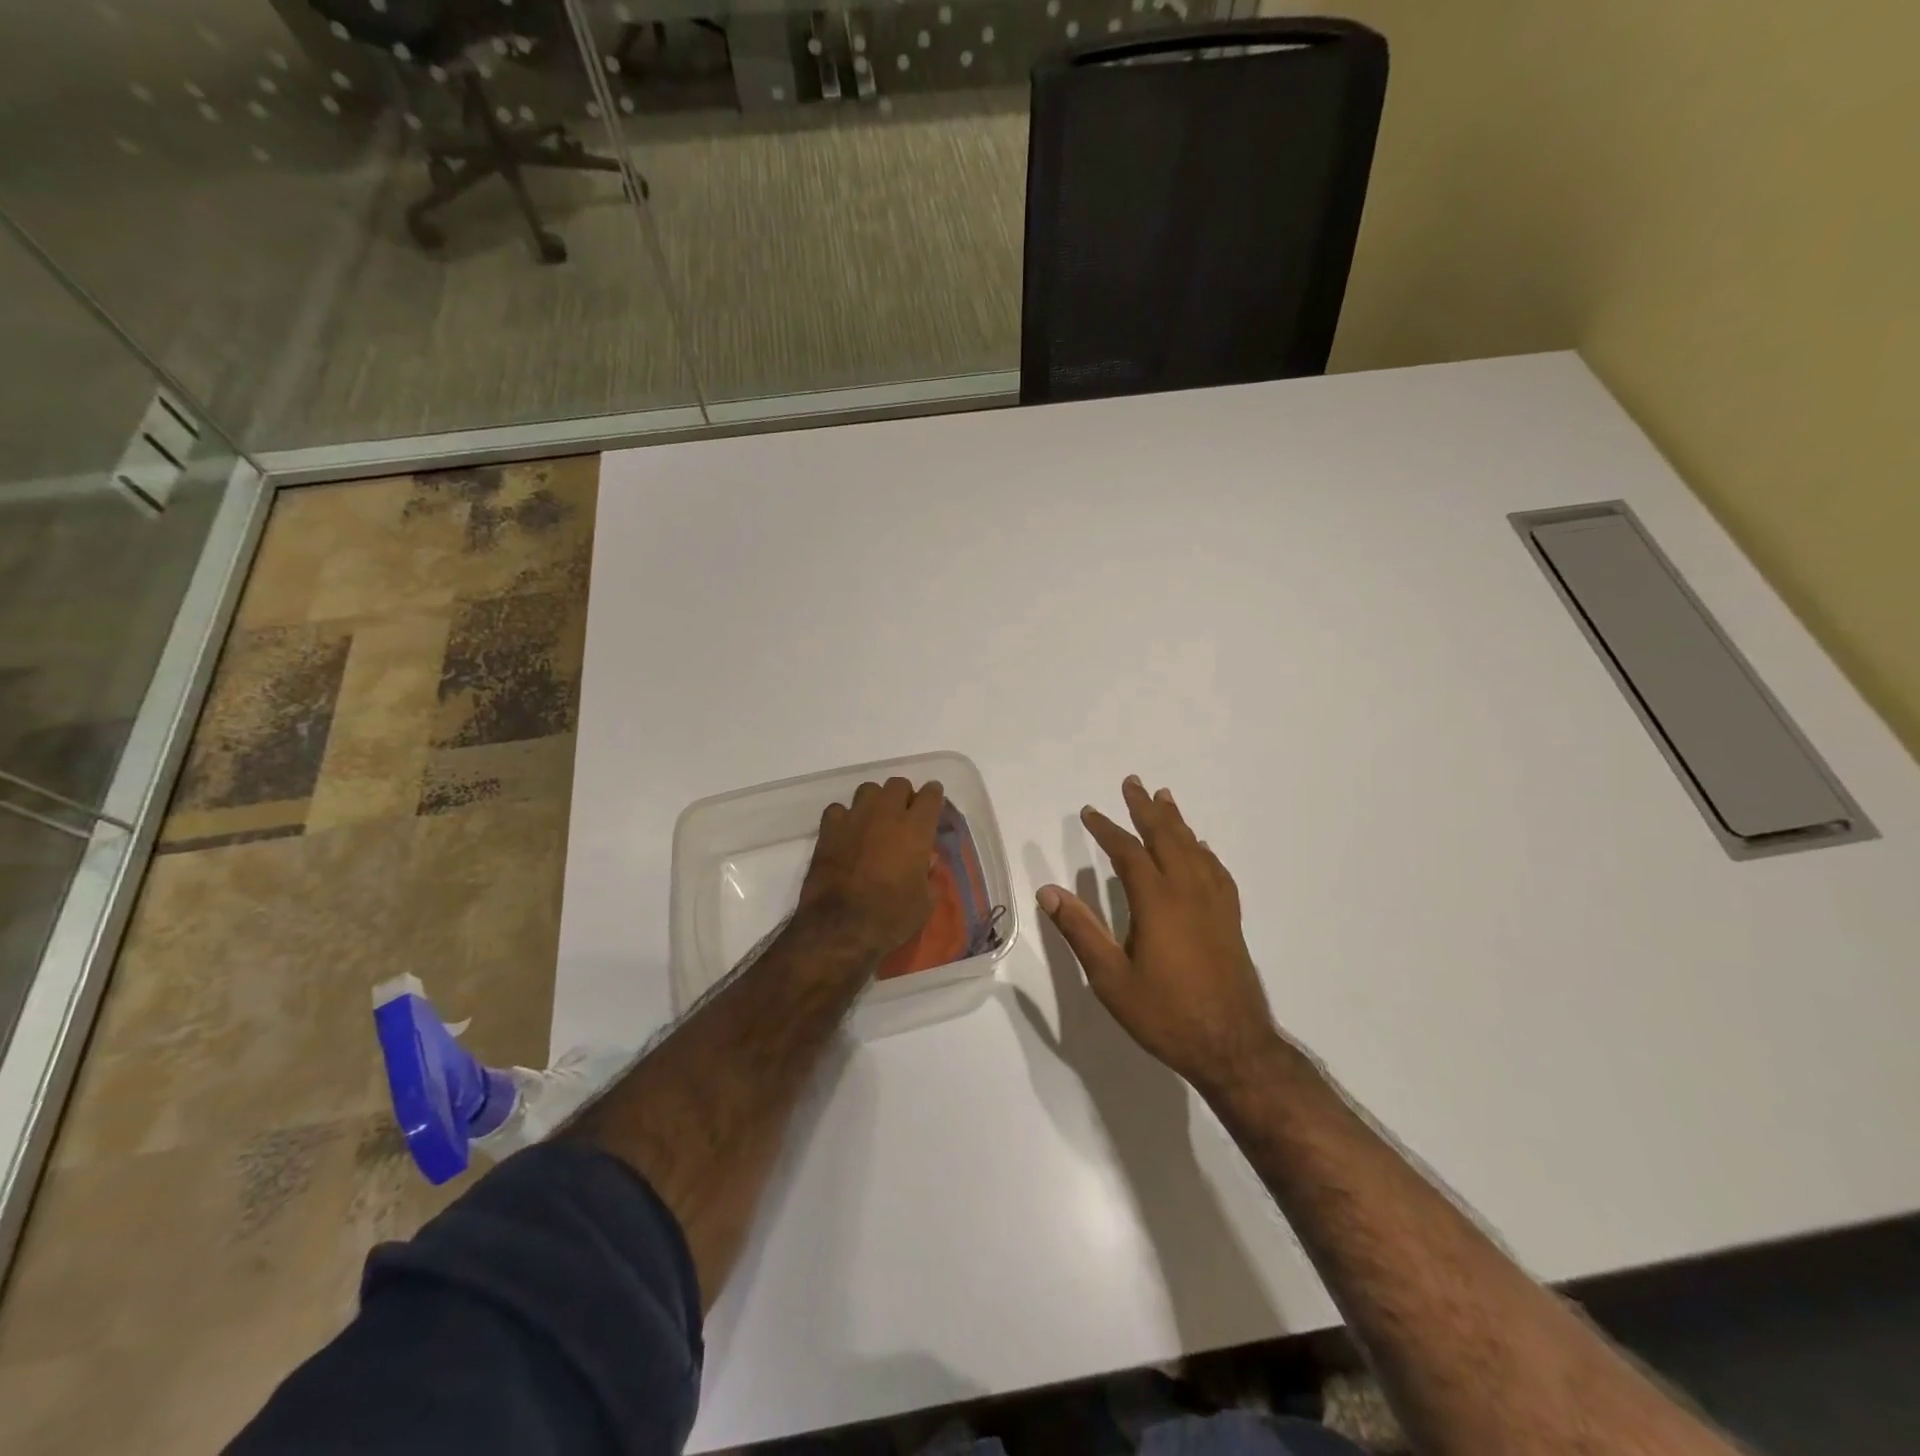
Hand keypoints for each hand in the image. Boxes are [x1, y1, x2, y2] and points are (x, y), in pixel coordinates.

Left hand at [797, 777, 944, 960]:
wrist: (841, 928)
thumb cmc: (891, 917)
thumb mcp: (925, 901)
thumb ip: (928, 874)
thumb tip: (926, 862)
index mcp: (916, 828)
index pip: (931, 794)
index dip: (933, 797)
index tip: (933, 804)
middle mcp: (886, 814)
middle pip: (898, 784)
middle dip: (904, 796)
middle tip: (904, 816)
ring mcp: (854, 818)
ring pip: (868, 789)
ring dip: (875, 801)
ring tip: (874, 821)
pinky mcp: (828, 829)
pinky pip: (838, 809)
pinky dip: (845, 818)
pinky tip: (846, 834)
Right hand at [1037, 777, 1281, 1091]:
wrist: (1232, 1047)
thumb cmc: (1166, 1014)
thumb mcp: (1111, 979)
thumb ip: (1080, 932)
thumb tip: (1049, 892)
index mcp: (1157, 901)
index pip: (1128, 852)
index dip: (1106, 829)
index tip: (1089, 812)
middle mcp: (1188, 891)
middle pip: (1166, 837)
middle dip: (1146, 810)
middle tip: (1133, 783)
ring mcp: (1214, 904)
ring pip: (1194, 848)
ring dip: (1176, 822)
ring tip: (1165, 799)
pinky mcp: (1230, 919)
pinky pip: (1216, 870)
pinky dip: (1202, 850)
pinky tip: (1200, 848)